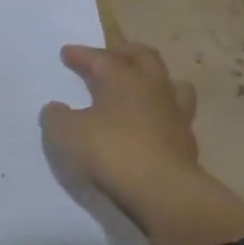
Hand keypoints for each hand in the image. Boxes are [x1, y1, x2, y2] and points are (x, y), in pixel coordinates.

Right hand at [43, 42, 243, 244]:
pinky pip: (175, 118)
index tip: (66, 53)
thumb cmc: (111, 151)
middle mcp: (154, 89)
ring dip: (155, 81)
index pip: (101, 58)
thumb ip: (57, 116)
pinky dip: (160, 116)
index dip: (82, 55)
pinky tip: (149, 127)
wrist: (163, 192)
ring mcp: (175, 115)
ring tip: (141, 87)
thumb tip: (56, 109)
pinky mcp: (187, 143)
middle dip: (125, 52)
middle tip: (111, 54)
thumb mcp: (66, 133)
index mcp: (124, 79)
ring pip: (173, 84)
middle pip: (145, 58)